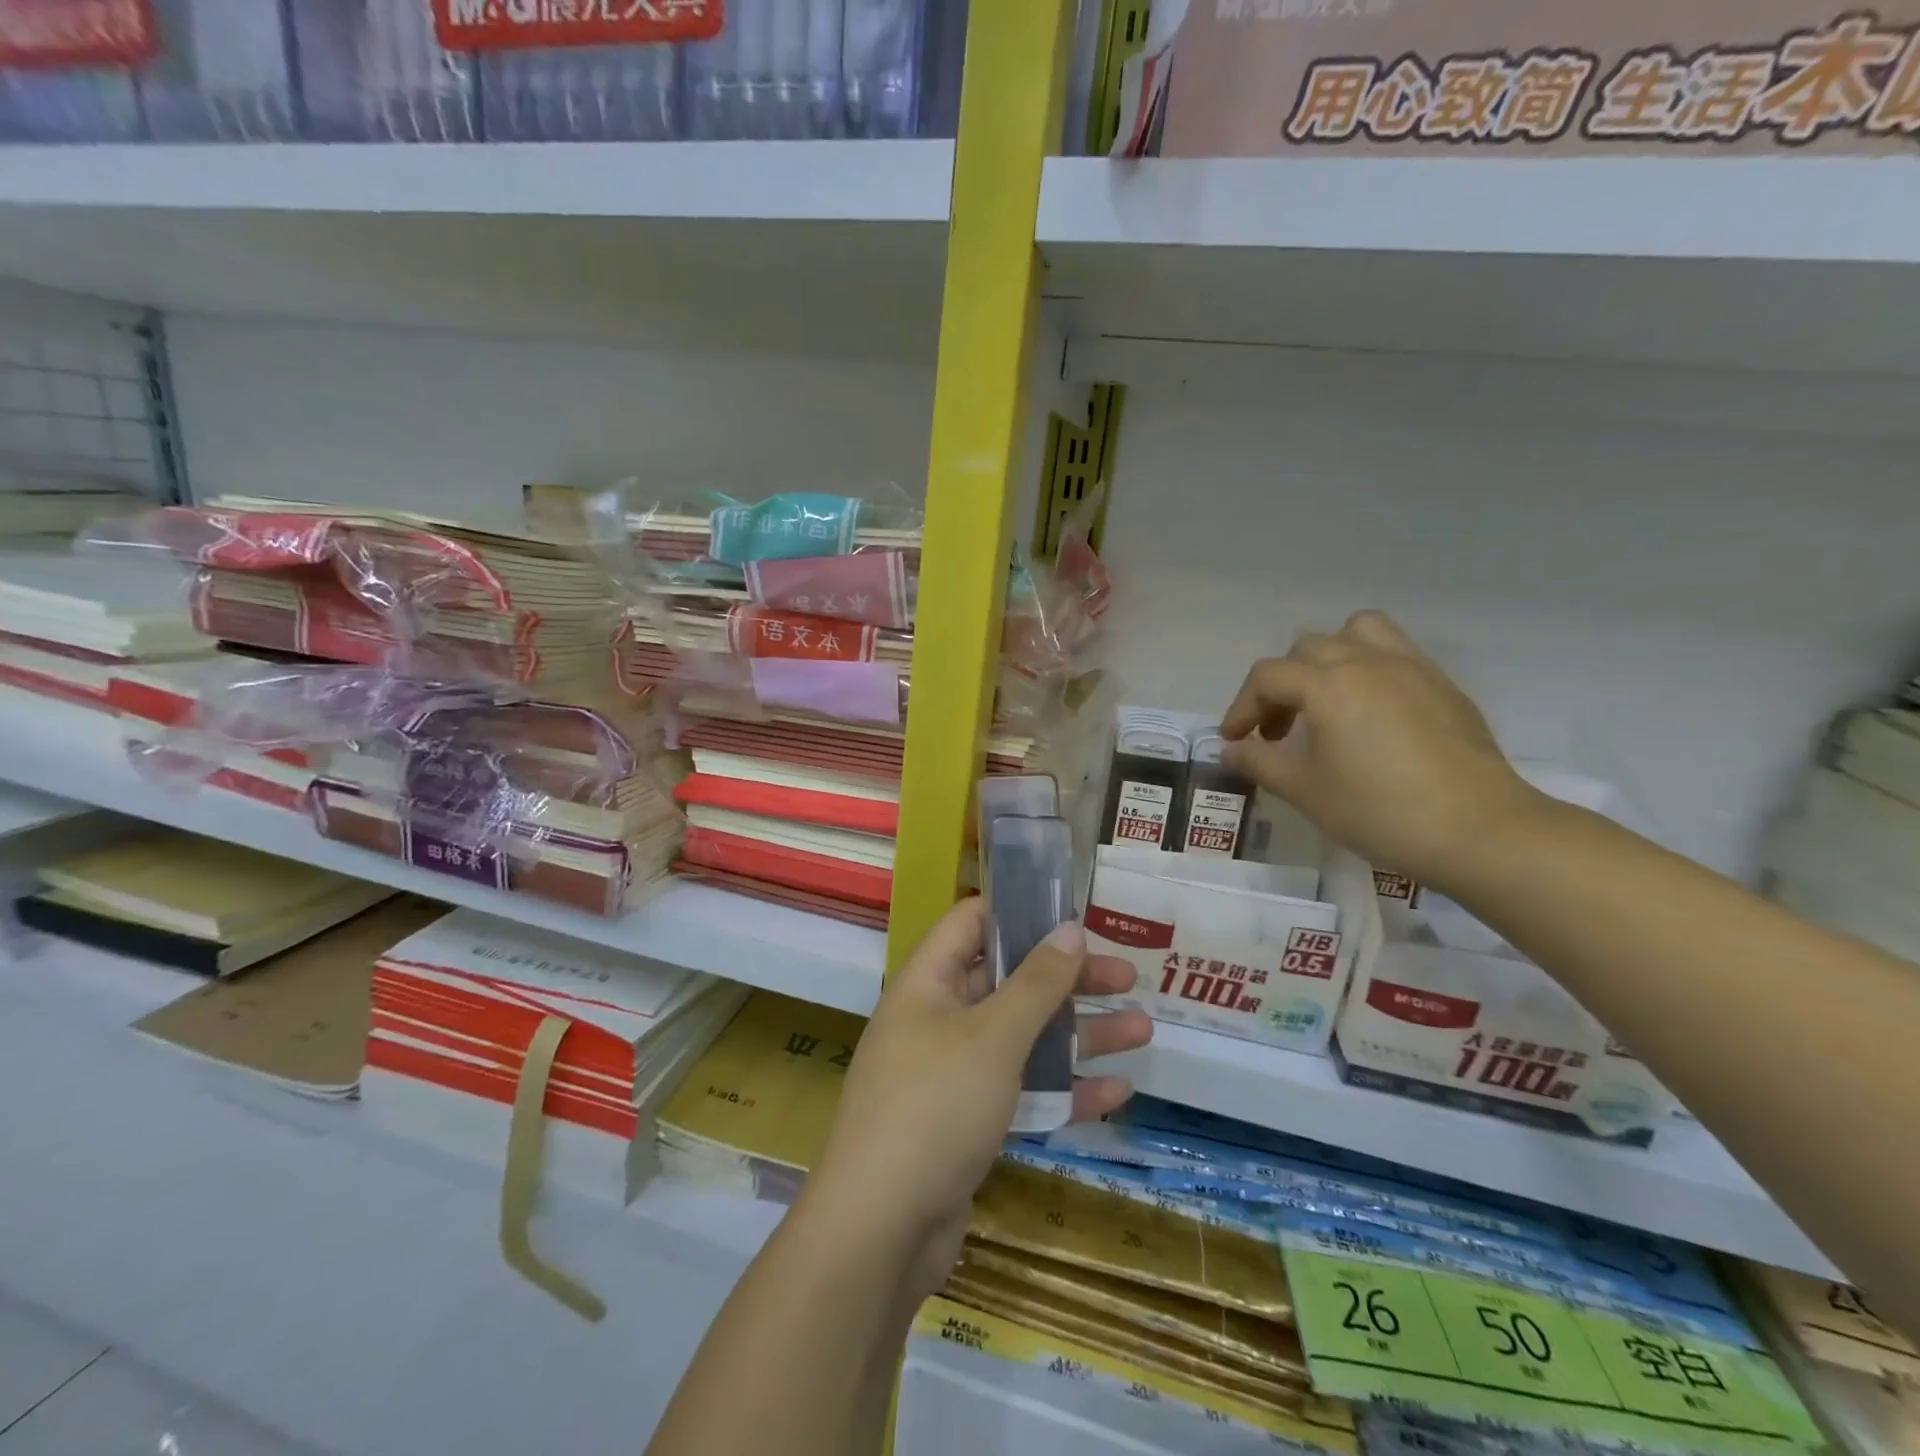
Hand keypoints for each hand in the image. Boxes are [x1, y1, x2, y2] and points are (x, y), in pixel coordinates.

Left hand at [803, 900, 1150, 1300]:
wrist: (880, 1232)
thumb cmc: (935, 1107)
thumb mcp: (993, 1036)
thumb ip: (1036, 983)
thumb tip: (1070, 928)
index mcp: (928, 982)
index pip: (972, 923)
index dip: (1020, 911)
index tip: (1073, 913)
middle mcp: (938, 1019)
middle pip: (1009, 982)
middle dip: (1067, 980)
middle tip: (1126, 976)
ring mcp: (952, 1074)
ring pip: (1022, 1039)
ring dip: (1078, 1034)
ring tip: (1142, 1029)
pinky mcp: (966, 1123)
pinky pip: (1020, 1091)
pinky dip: (1063, 1089)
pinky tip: (1116, 1092)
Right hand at [1220, 611, 1544, 890]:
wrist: (1480, 831)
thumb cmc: (1380, 811)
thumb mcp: (1306, 791)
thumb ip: (1260, 762)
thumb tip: (1231, 749)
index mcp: (1328, 685)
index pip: (1267, 676)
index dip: (1242, 707)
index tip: (1235, 741)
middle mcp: (1367, 662)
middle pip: (1306, 649)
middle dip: (1280, 686)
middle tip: (1277, 732)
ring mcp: (1412, 668)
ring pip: (1357, 633)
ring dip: (1329, 658)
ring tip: (1325, 700)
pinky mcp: (1443, 686)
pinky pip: (1395, 653)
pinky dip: (1369, 669)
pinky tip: (1371, 715)